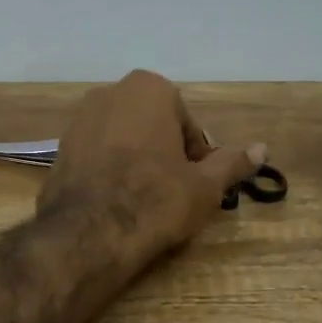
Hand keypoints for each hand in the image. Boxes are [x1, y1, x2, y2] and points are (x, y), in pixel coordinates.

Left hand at [42, 70, 266, 254]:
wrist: (89, 233)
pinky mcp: (59, 148)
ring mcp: (79, 119)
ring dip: (138, 162)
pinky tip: (116, 203)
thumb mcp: (205, 185)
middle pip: (153, 127)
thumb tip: (262, 148)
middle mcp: (110, 92)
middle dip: (165, 154)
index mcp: (149, 89)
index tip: (196, 183)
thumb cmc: (156, 199)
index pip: (186, 123)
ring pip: (123, 140)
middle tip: (174, 193)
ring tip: (145, 201)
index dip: (196, 156)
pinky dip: (109, 172)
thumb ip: (232, 163)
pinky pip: (97, 156)